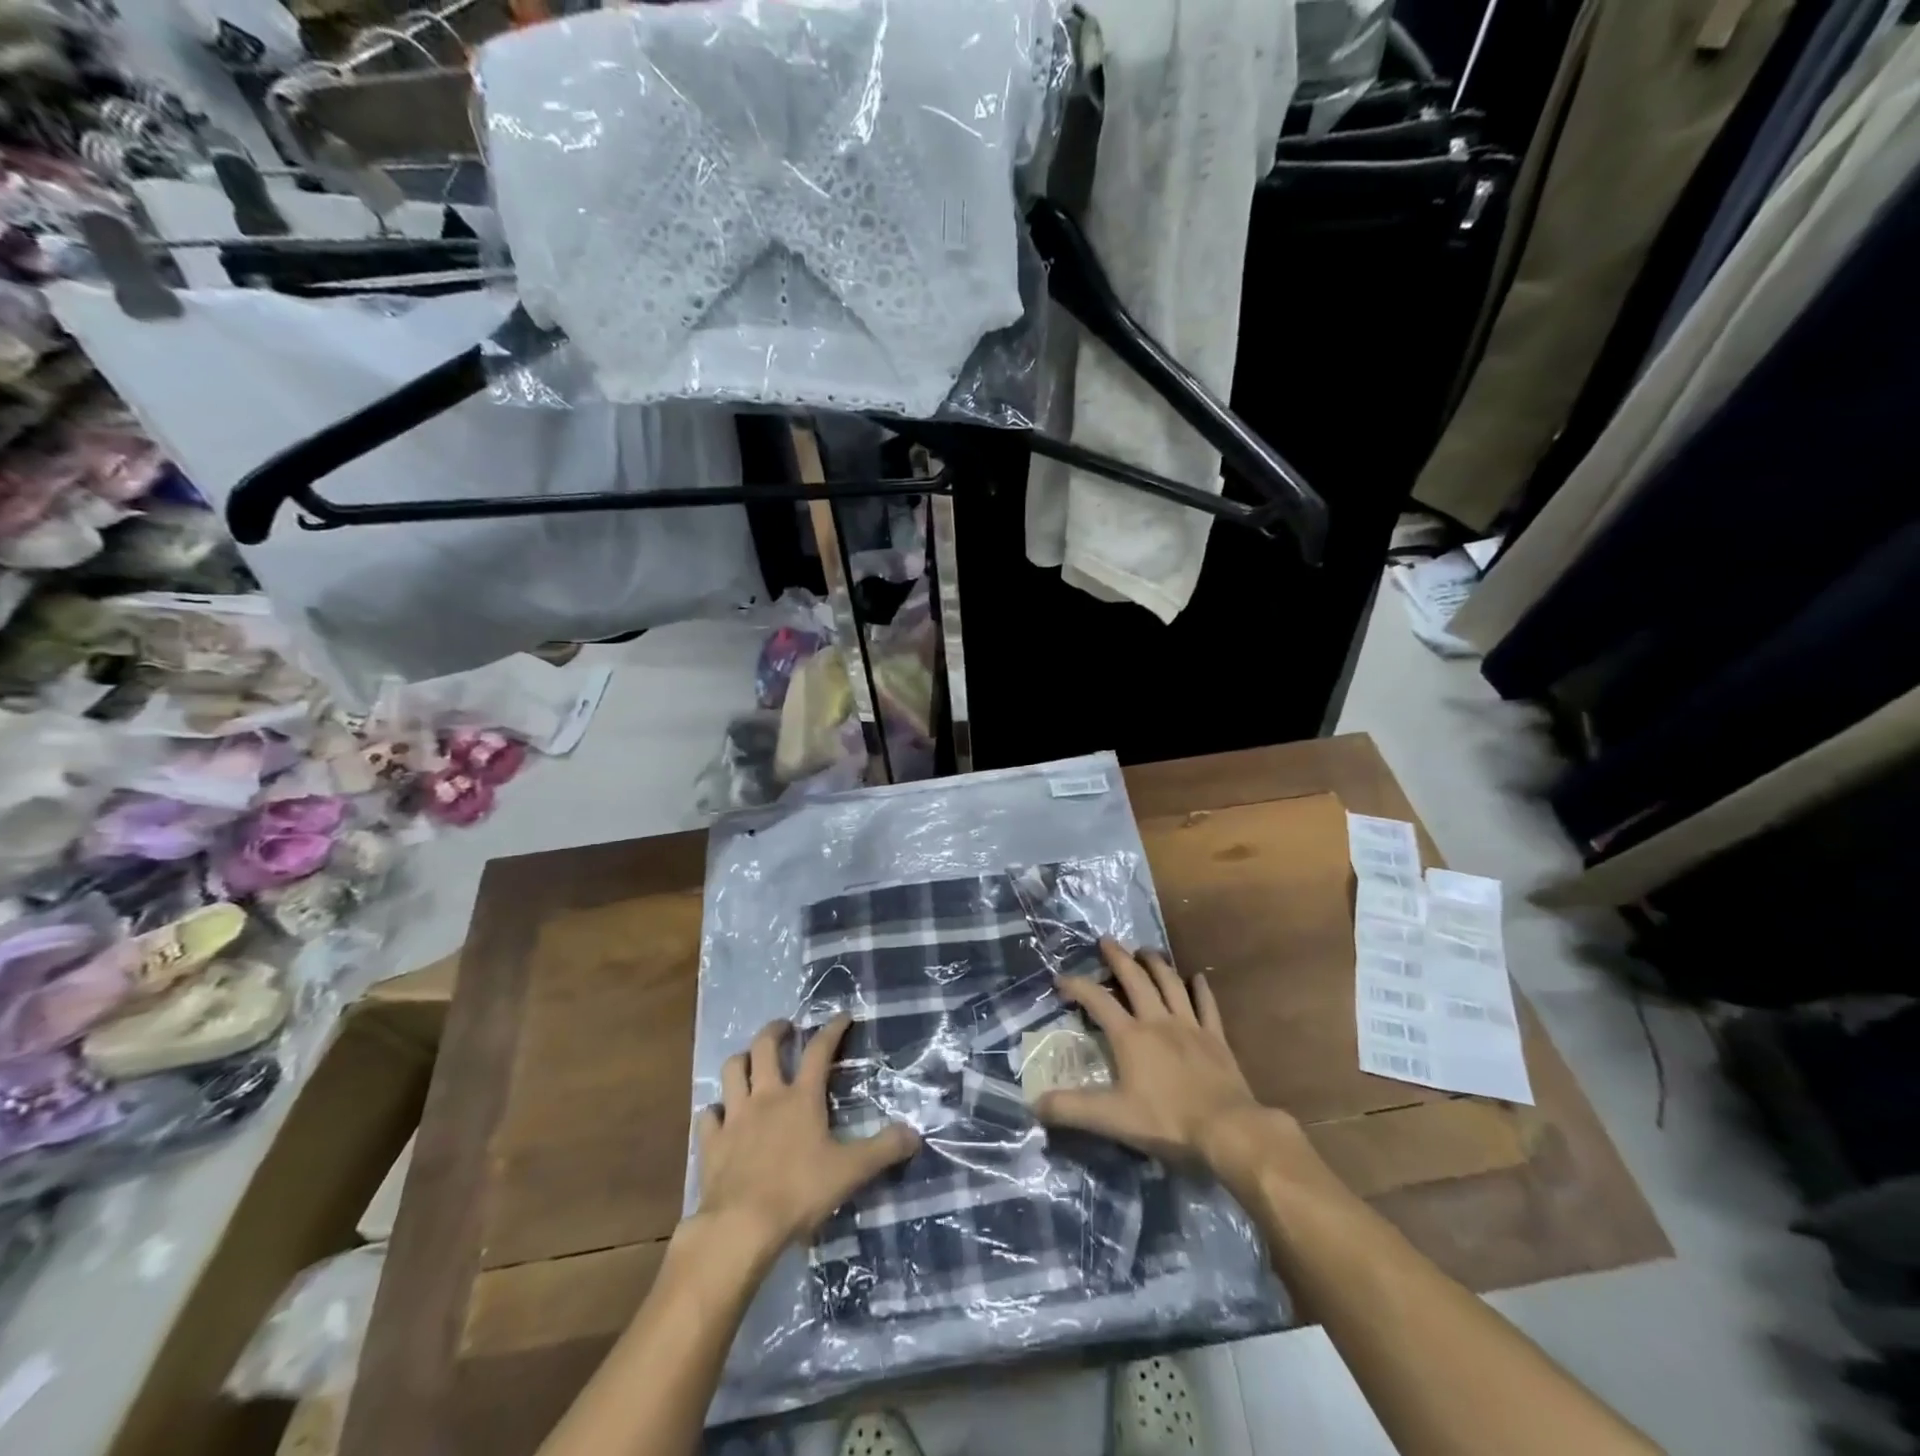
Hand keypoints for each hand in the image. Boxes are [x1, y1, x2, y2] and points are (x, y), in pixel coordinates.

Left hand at [693, 1016, 919, 1258]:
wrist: (741, 1226)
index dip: (832, 1029)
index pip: (820, 1050)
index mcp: (802, 1097)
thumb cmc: (799, 1192)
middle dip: (775, 1031)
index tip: (842, 1016)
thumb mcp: (850, 1171)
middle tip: (785, 1029)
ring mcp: (735, 1117)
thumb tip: (915, 1133)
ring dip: (741, 1061)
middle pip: (765, 1047)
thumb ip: (883, 1149)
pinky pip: (709, 1116)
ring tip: (750, 1061)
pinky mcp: (711, 1142)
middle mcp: (767, 1096)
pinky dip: (716, 1111)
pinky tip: (721, 1116)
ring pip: (732, 1071)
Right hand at [1037, 938, 1278, 1172]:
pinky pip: (1207, 1005)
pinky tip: (1197, 978)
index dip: (1077, 986)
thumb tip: (1034, 1104)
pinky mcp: (1215, 1038)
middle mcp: (1158, 1021)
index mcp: (1130, 1036)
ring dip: (1157, 964)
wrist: (1228, 1129)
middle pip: (1136, 980)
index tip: (1061, 978)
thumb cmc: (1167, 1122)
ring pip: (1171, 984)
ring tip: (1146, 951)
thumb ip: (1071, 1109)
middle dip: (1119, 958)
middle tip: (1108, 941)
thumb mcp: (1112, 1118)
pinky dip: (1200, 989)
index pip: (1098, 1001)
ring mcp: (1190, 1026)